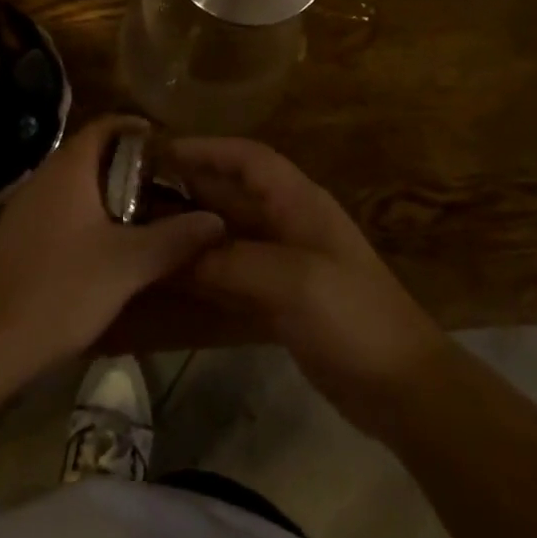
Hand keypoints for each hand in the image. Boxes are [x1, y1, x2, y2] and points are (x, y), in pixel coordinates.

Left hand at [0, 116, 225, 381]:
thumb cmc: (59, 289)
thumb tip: (216, 220)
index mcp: (69, 169)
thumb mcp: (126, 265)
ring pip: (78, 188)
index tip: (172, 147)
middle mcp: (45, 177)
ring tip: (149, 218)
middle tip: (170, 187)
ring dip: (111, 197)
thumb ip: (173, 239)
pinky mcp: (19, 238)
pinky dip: (89, 220)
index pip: (106, 126)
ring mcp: (27, 208)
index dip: (139, 129)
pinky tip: (109, 250)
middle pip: (93, 156)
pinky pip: (62, 213)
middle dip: (132, 168)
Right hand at [161, 136, 446, 438]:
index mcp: (297, 202)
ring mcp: (282, 264)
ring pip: (224, 238)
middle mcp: (286, 224)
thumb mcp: (291, 281)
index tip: (159, 151)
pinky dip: (201, 276)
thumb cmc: (352, 316)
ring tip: (140, 235)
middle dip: (186, 192)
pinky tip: (167, 281)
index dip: (205, 149)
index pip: (246, 158)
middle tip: (132, 197)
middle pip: (229, 196)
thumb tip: (173, 251)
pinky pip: (229, 277)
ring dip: (188, 235)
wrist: (403, 388)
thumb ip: (230, 261)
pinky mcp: (278, 300)